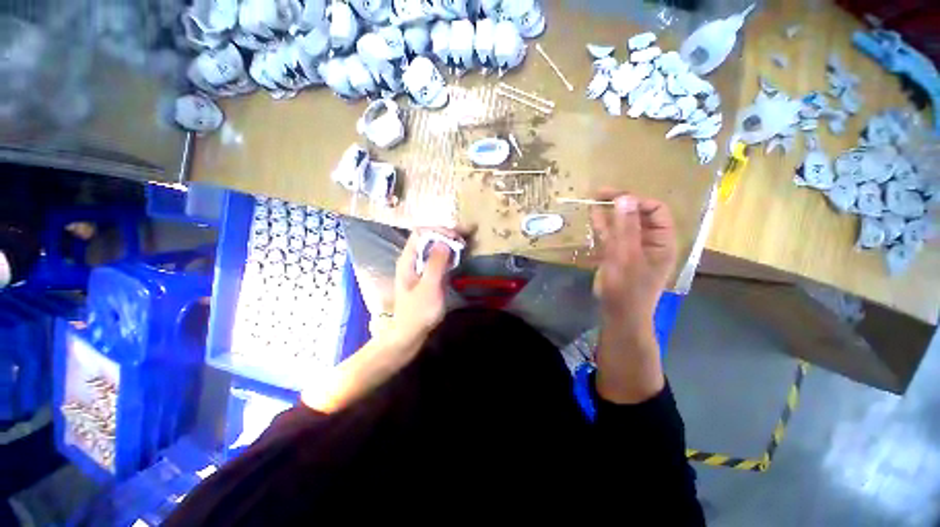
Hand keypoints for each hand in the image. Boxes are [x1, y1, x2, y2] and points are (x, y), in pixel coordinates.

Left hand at [390, 227, 462, 345]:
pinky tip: (457, 257)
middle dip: (446, 234)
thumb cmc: (418, 312)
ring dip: (448, 243)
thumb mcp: (429, 287)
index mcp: (408, 260)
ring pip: (433, 248)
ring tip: (464, 243)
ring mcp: (419, 268)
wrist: (410, 334)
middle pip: (427, 238)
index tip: (456, 236)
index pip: (421, 233)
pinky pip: (437, 259)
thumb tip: (444, 241)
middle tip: (465, 236)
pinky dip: (448, 255)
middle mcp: (412, 260)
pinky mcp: (426, 276)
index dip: (438, 230)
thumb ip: (436, 264)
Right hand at [590, 190, 677, 332]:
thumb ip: (626, 228)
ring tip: (594, 199)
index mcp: (662, 241)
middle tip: (600, 193)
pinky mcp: (617, 254)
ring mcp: (631, 247)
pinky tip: (593, 215)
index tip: (615, 198)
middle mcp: (649, 241)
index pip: (655, 211)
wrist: (618, 314)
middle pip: (638, 215)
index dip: (637, 201)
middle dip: (621, 203)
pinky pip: (612, 235)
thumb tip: (625, 197)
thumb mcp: (626, 257)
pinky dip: (603, 225)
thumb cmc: (627, 288)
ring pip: (623, 224)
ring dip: (610, 212)